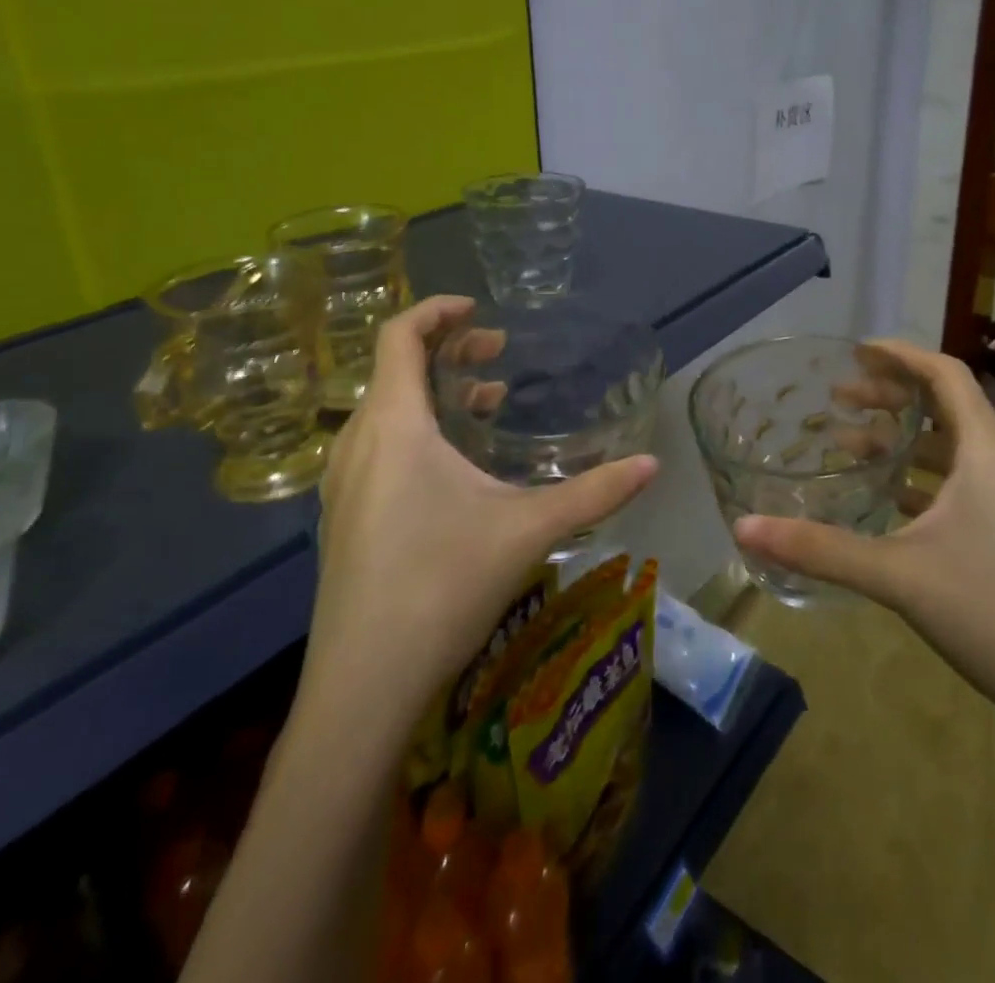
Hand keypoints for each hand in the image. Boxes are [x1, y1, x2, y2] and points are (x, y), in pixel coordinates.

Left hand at [300, 296, 657, 720]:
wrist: (362, 686)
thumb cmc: (442, 586)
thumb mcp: (527, 530)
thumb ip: (594, 492)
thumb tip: (653, 464)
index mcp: (394, 426)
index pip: (400, 337)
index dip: (435, 310)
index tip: (477, 308)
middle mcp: (357, 443)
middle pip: (395, 370)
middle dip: (447, 351)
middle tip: (496, 354)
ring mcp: (342, 483)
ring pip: (385, 411)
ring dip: (433, 393)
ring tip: (484, 404)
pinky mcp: (342, 517)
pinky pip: (376, 445)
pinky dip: (415, 429)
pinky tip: (453, 467)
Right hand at [732, 339, 994, 744]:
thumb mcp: (898, 576)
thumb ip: (820, 549)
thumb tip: (744, 527)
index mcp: (991, 452)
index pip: (945, 375)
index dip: (900, 355)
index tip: (856, 351)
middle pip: (949, 409)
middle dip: (893, 399)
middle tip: (841, 401)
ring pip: (961, 450)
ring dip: (909, 443)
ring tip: (856, 451)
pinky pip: (974, 485)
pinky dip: (931, 481)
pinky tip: (898, 506)